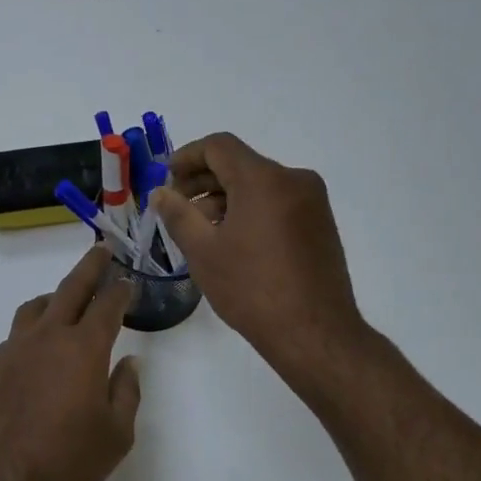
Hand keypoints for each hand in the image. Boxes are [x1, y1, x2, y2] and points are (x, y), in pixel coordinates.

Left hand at [0, 245, 142, 480]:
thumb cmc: (66, 461)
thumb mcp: (116, 435)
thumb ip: (126, 392)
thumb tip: (129, 363)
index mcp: (83, 348)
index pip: (107, 305)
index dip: (120, 289)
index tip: (127, 281)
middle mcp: (47, 338)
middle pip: (70, 289)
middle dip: (89, 267)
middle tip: (101, 251)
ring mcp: (12, 350)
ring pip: (35, 308)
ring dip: (55, 298)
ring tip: (64, 302)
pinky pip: (14, 339)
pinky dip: (31, 335)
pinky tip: (35, 356)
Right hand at [151, 133, 365, 380]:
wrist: (314, 333)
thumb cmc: (251, 290)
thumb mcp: (203, 252)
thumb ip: (178, 214)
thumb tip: (161, 193)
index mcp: (264, 179)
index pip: (219, 146)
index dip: (187, 156)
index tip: (166, 179)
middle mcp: (294, 179)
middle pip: (241, 164)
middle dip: (203, 180)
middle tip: (176, 205)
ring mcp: (313, 202)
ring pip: (260, 185)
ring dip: (226, 197)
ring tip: (201, 228)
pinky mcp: (320, 224)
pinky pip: (278, 202)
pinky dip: (251, 210)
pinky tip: (233, 240)